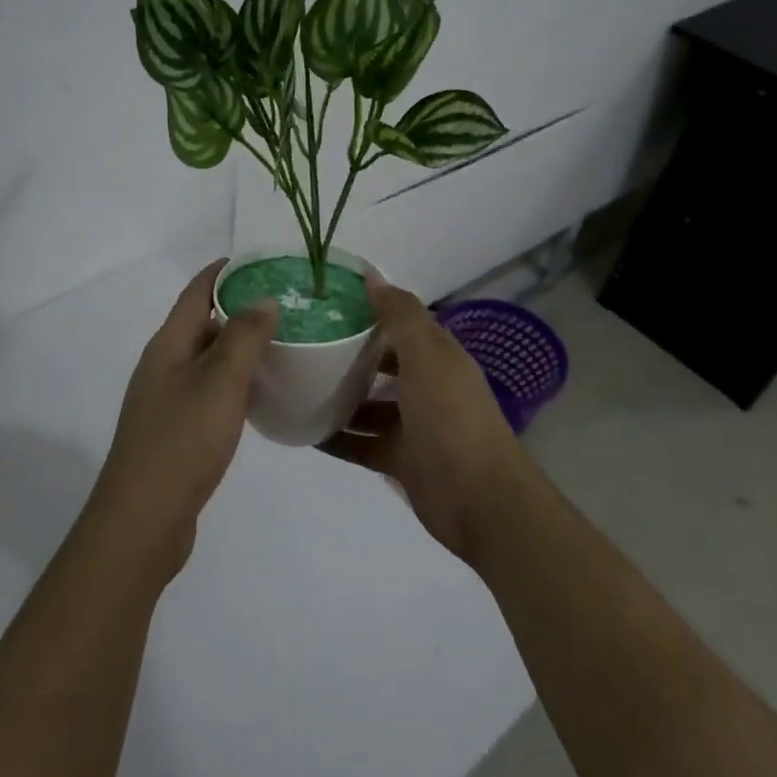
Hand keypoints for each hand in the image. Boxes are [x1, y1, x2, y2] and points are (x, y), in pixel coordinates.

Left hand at [90, 260, 277, 574]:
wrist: (143, 520)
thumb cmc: (182, 442)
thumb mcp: (220, 383)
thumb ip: (243, 337)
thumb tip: (263, 299)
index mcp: (167, 346)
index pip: (196, 292)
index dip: (224, 271)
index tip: (262, 260)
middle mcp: (163, 366)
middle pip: (202, 323)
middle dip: (240, 309)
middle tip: (287, 305)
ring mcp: (166, 401)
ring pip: (208, 360)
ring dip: (239, 348)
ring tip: (282, 344)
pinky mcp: (176, 431)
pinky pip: (209, 392)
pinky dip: (234, 383)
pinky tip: (259, 394)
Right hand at [319, 273, 536, 565]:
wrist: (480, 501)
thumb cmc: (452, 420)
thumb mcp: (427, 359)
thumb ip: (401, 316)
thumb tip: (372, 274)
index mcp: (438, 357)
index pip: (402, 323)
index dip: (370, 309)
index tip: (327, 300)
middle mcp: (427, 387)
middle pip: (383, 363)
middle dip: (349, 353)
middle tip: (303, 342)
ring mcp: (413, 426)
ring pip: (369, 405)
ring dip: (339, 397)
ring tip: (295, 385)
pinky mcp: (400, 460)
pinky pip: (361, 444)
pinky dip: (337, 438)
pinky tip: (303, 432)